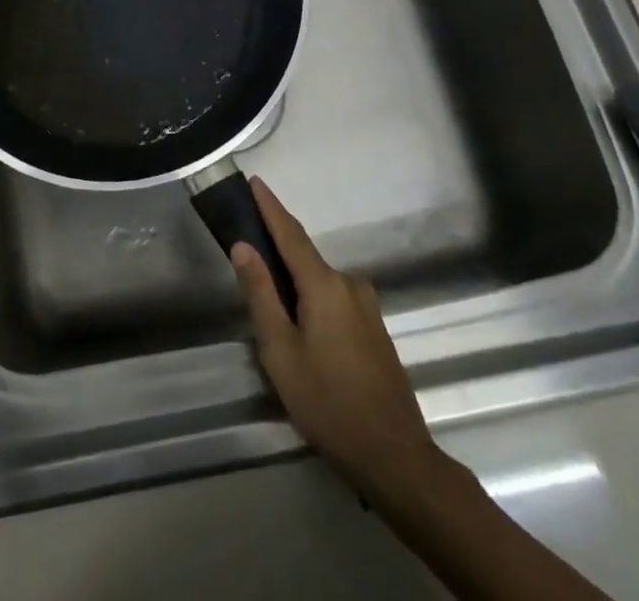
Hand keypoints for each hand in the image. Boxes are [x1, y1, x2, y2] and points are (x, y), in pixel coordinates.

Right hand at [231, 177, 457, 506]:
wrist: (395, 456)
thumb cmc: (328, 403)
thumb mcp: (281, 351)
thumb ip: (261, 294)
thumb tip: (243, 246)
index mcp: (324, 285)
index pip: (291, 233)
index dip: (271, 207)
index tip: (255, 181)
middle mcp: (349, 284)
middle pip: (305, 257)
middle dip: (278, 248)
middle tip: (248, 252)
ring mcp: (367, 306)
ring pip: (321, 282)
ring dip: (296, 282)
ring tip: (271, 306)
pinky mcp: (375, 329)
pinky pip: (336, 299)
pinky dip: (314, 299)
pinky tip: (304, 329)